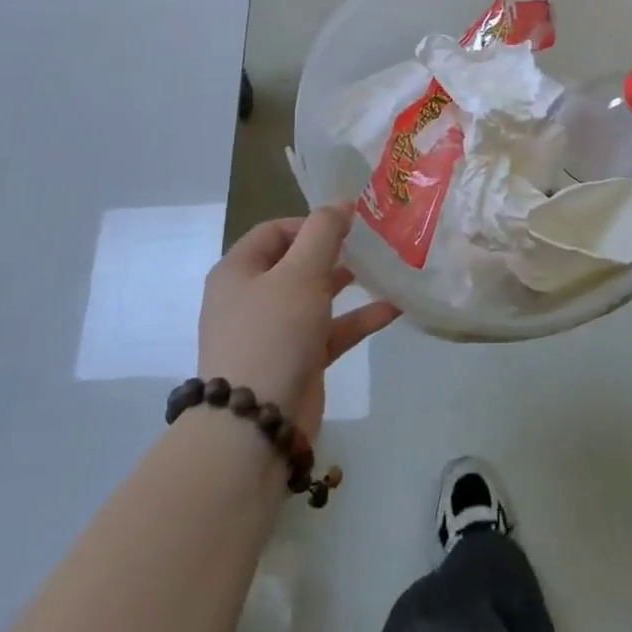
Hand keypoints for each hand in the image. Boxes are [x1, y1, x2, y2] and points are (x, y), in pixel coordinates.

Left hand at [198, 206, 399, 439]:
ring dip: (348, 283)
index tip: (349, 224)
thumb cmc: (273, 334)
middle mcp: (251, 297)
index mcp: (238, 270)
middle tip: (371, 242)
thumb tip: (341, 203)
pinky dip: (357, 319)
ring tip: (384, 268)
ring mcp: (273, 332)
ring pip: (315, 297)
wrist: (254, 427)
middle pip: (296, 262)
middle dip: (334, 251)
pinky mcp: (296, 362)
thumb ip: (323, 233)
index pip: (275, 231)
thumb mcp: (300, 273)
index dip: (311, 222)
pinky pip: (329, 331)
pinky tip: (394, 308)